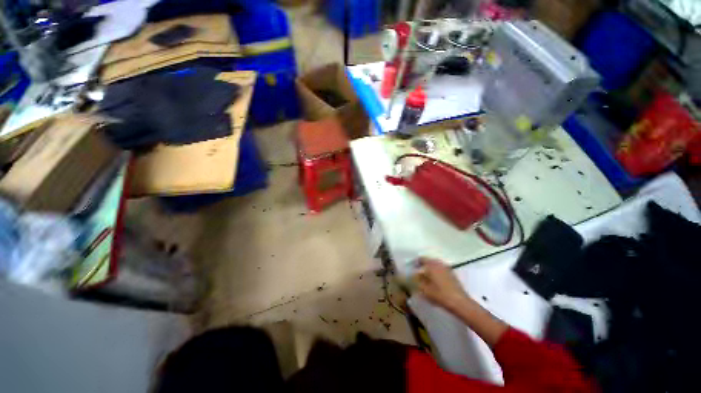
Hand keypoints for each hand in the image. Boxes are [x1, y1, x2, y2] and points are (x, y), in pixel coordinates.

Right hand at [414, 258, 470, 311]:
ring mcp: (447, 269)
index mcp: (432, 265)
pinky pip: (441, 270)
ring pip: (436, 265)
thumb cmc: (439, 295)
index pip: (421, 259)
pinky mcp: (453, 275)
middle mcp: (439, 264)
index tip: (411, 268)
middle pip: (429, 261)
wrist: (460, 303)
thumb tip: (414, 274)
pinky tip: (435, 281)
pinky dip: (437, 273)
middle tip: (417, 273)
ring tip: (426, 277)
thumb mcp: (424, 289)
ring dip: (430, 269)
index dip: (416, 262)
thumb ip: (417, 280)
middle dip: (423, 265)